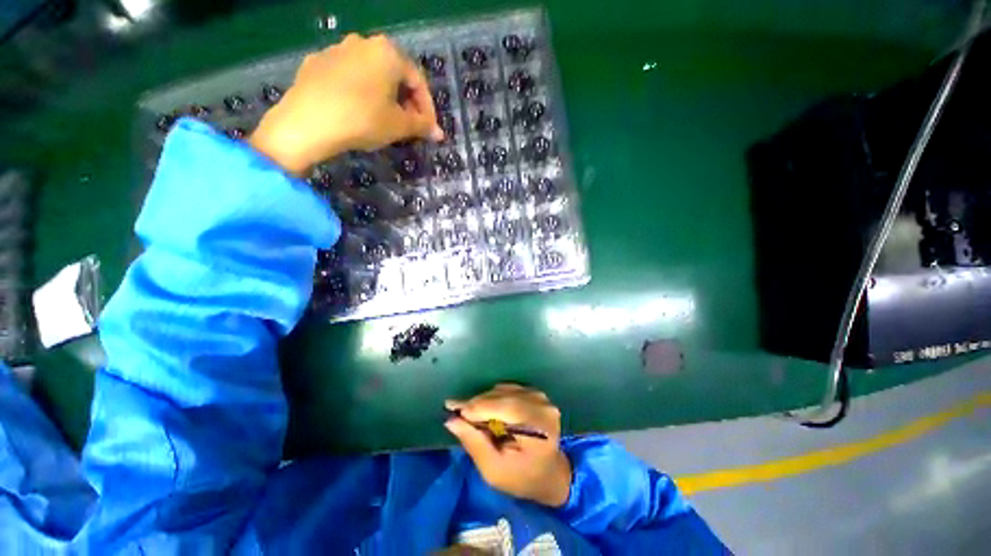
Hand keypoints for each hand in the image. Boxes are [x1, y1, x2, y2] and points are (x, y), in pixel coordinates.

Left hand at [250, 34, 442, 174]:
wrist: (308, 122)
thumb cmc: (362, 119)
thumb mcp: (399, 126)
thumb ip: (422, 126)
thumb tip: (439, 134)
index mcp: (388, 53)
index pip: (418, 81)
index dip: (427, 108)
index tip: (428, 129)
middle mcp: (363, 42)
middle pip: (394, 74)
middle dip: (406, 102)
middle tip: (408, 125)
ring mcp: (336, 50)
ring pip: (370, 74)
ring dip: (383, 96)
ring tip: (384, 120)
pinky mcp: (316, 62)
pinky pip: (347, 77)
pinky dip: (359, 93)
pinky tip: (357, 112)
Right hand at [445, 384, 571, 506]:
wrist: (550, 473)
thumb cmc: (523, 478)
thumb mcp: (494, 471)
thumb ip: (474, 443)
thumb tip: (452, 420)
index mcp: (538, 425)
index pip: (503, 407)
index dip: (476, 406)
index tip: (451, 408)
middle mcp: (541, 404)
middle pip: (502, 396)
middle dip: (476, 403)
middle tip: (455, 410)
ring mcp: (540, 397)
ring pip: (503, 390)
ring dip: (484, 400)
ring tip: (470, 415)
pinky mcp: (536, 394)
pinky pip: (508, 390)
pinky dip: (494, 398)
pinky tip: (486, 411)